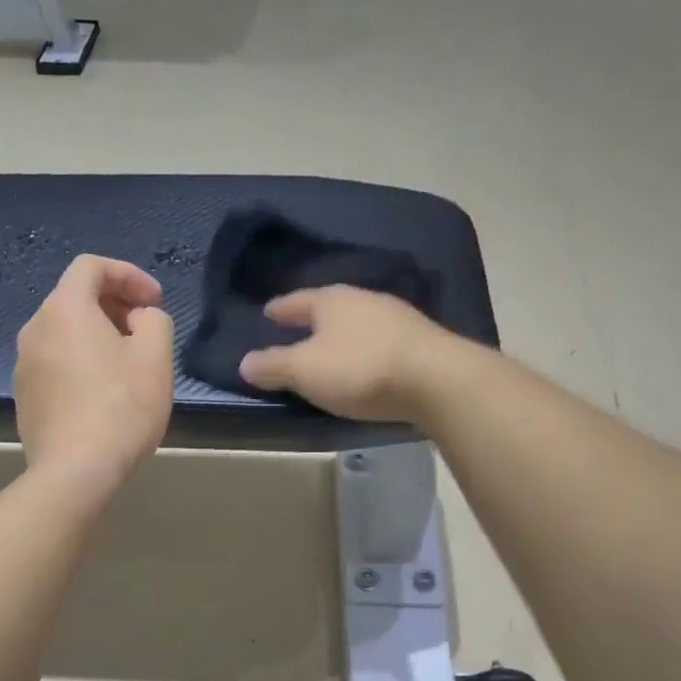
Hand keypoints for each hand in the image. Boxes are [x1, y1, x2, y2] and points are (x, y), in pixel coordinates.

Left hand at [15, 255, 173, 496]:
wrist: (75, 471)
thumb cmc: (121, 408)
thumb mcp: (155, 356)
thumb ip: (154, 320)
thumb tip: (138, 319)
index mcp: (64, 309)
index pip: (92, 267)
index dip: (129, 275)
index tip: (155, 301)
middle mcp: (35, 329)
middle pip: (75, 299)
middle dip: (115, 306)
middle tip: (145, 332)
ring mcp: (24, 365)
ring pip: (65, 333)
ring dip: (98, 337)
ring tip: (128, 365)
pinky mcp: (25, 397)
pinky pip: (56, 363)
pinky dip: (81, 363)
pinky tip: (103, 395)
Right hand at [238, 286, 455, 422]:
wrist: (436, 380)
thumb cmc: (359, 368)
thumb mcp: (304, 370)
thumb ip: (273, 365)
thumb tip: (244, 362)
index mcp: (332, 300)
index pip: (297, 301)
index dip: (281, 308)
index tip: (268, 312)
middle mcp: (364, 300)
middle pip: (330, 308)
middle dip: (313, 320)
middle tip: (295, 330)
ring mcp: (397, 319)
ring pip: (358, 324)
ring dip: (342, 335)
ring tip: (329, 350)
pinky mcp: (420, 342)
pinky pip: (380, 342)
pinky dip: (365, 350)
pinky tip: (364, 363)